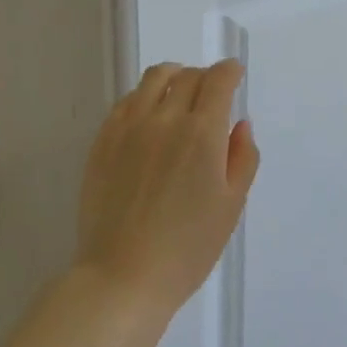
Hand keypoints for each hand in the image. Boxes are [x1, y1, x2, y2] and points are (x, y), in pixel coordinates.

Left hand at [73, 60, 260, 321]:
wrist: (123, 276)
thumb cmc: (187, 248)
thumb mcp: (231, 206)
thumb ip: (242, 158)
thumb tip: (239, 124)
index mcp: (201, 133)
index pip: (218, 81)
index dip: (230, 70)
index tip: (235, 73)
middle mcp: (165, 118)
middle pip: (188, 76)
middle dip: (206, 76)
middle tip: (212, 90)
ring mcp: (129, 126)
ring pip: (154, 78)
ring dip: (174, 76)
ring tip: (179, 89)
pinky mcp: (103, 139)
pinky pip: (127, 100)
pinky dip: (144, 95)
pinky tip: (149, 112)